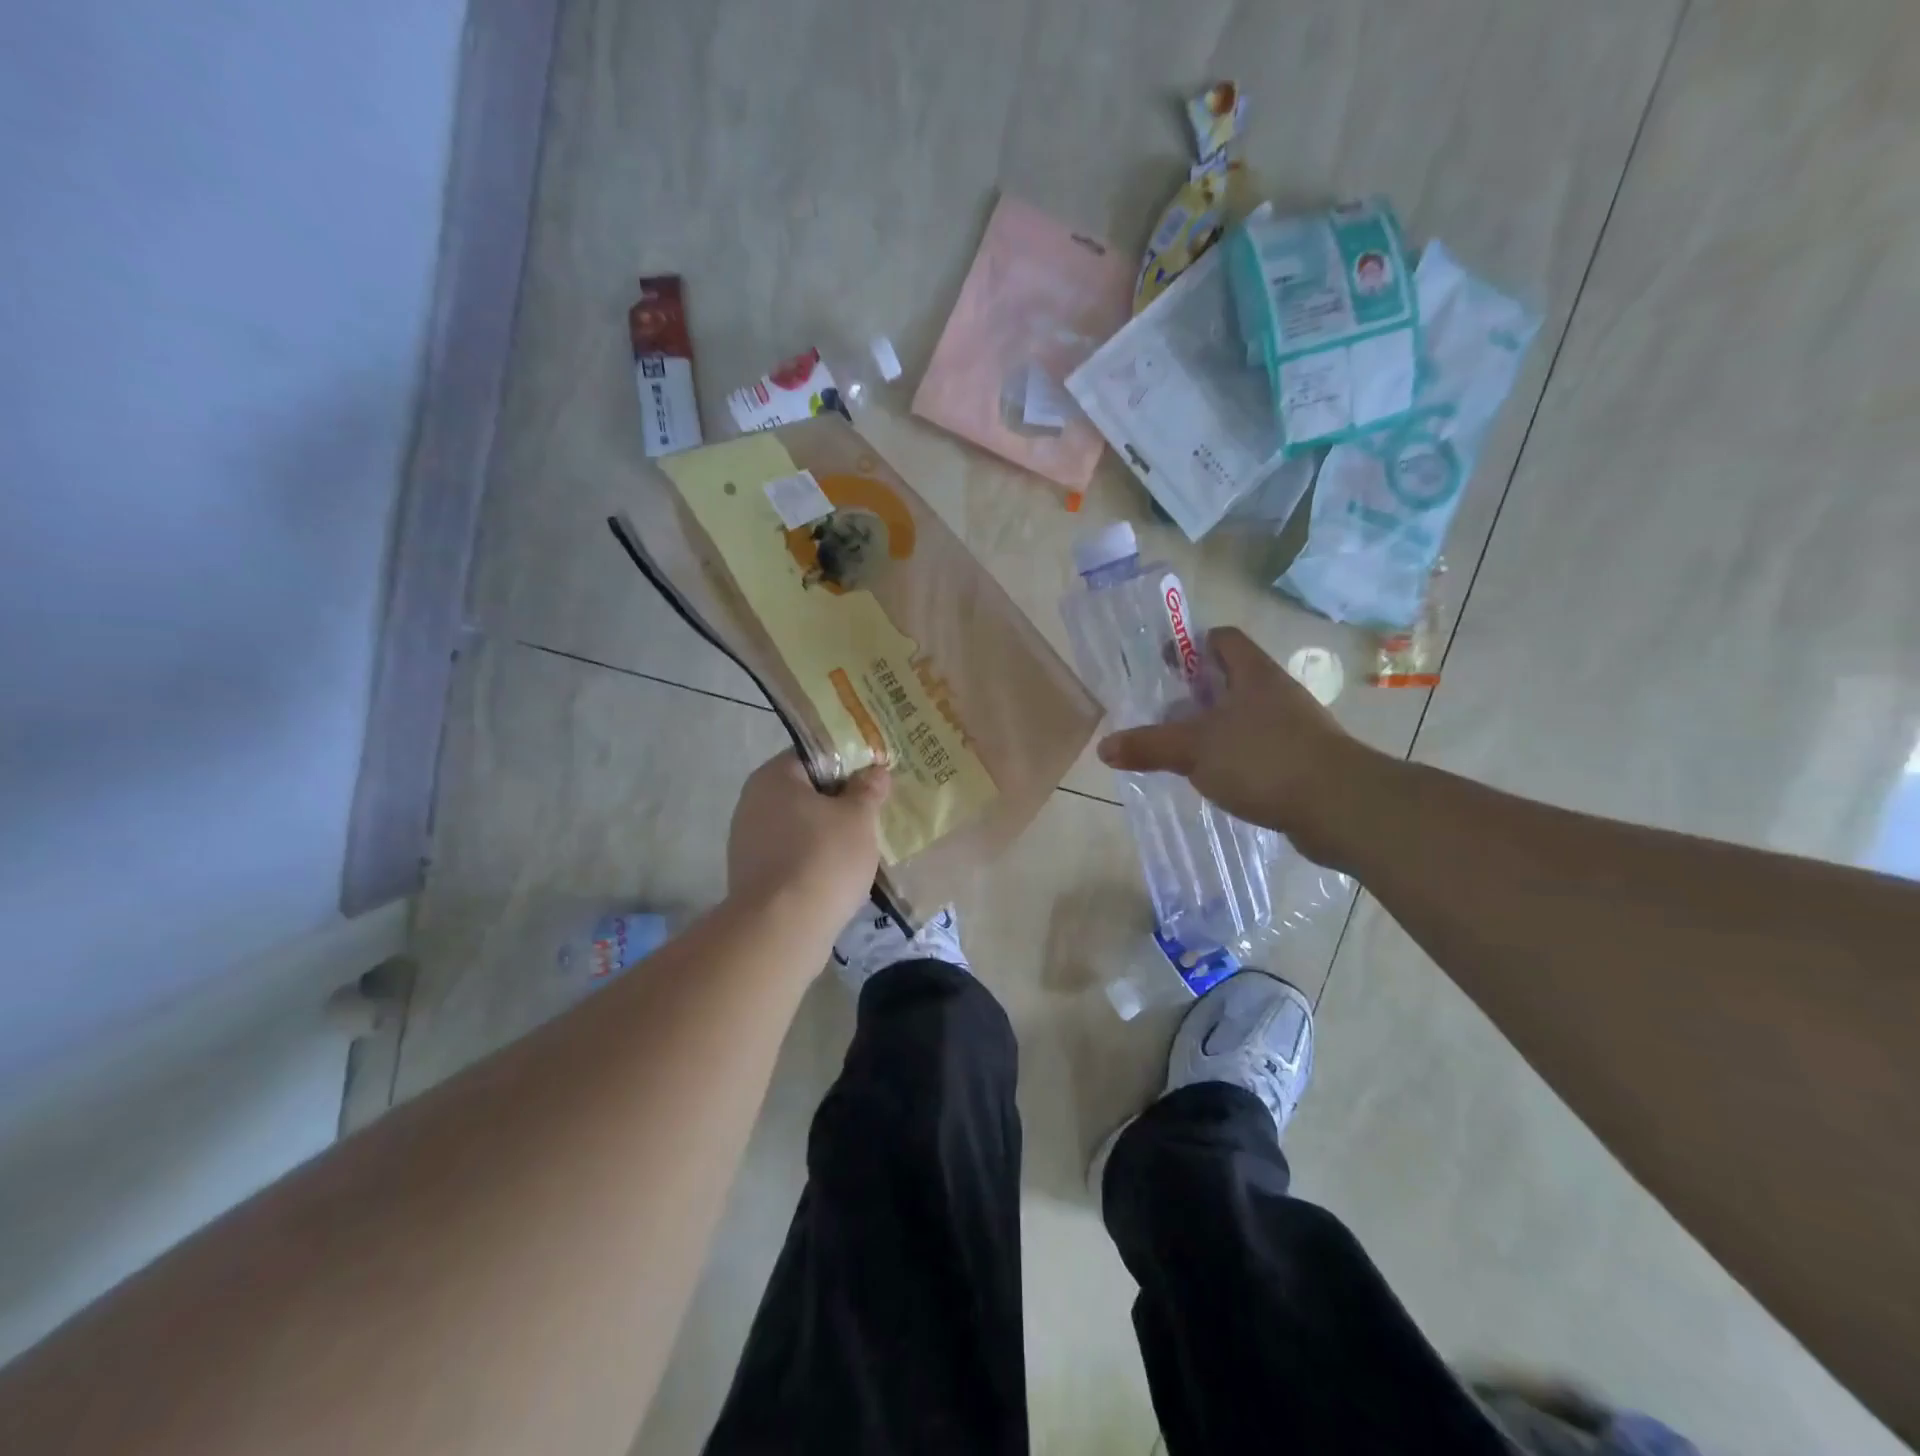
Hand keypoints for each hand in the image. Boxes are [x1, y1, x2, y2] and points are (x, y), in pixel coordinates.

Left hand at [727, 752, 890, 918]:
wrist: (782, 929)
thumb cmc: (823, 858)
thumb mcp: (858, 817)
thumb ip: (868, 790)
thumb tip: (875, 772)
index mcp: (773, 777)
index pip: (814, 755)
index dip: (848, 763)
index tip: (874, 779)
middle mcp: (752, 802)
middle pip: (805, 792)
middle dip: (838, 802)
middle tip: (873, 812)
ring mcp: (747, 842)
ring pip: (798, 827)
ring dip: (826, 833)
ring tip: (861, 846)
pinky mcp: (752, 876)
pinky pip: (790, 856)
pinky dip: (812, 860)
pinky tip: (837, 875)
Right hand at [1097, 627, 1381, 868]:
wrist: (1340, 808)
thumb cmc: (1264, 760)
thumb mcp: (1194, 750)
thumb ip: (1148, 746)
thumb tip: (1104, 747)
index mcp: (1254, 674)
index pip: (1222, 639)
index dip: (1191, 644)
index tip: (1163, 665)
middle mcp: (1276, 694)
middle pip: (1230, 680)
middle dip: (1194, 694)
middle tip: (1160, 713)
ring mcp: (1293, 729)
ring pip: (1242, 718)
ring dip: (1212, 729)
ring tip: (1179, 749)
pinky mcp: (1300, 762)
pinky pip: (1256, 750)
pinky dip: (1232, 758)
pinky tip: (1212, 779)